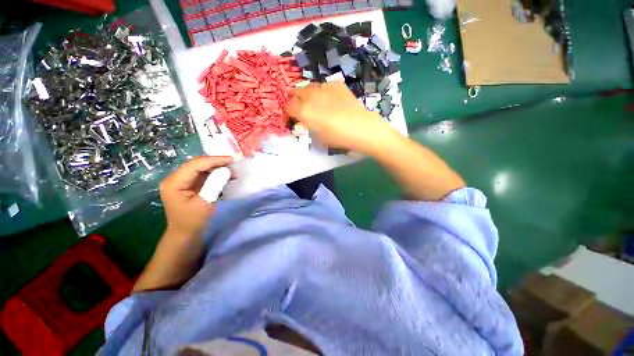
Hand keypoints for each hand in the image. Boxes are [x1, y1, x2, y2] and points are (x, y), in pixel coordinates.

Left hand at [160, 156, 232, 238]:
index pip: (194, 165)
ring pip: (200, 167)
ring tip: (232, 172)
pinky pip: (202, 174)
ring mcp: (181, 180)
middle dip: (216, 163)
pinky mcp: (188, 184)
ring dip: (217, 168)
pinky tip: (225, 176)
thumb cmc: (193, 220)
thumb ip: (215, 184)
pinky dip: (215, 173)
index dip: (214, 160)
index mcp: (174, 183)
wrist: (185, 233)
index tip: (231, 160)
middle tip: (233, 165)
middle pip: (197, 164)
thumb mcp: (205, 202)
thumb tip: (227, 170)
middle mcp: (175, 178)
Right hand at [285, 82, 394, 153]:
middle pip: (296, 92)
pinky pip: (324, 86)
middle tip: (304, 110)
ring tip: (319, 104)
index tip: (295, 118)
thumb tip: (302, 122)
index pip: (288, 106)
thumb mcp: (318, 137)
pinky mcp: (337, 84)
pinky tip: (332, 101)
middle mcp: (310, 95)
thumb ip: (307, 127)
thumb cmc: (338, 138)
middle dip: (297, 101)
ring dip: (309, 95)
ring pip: (309, 87)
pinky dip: (323, 92)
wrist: (361, 128)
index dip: (290, 112)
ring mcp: (324, 87)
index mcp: (303, 111)